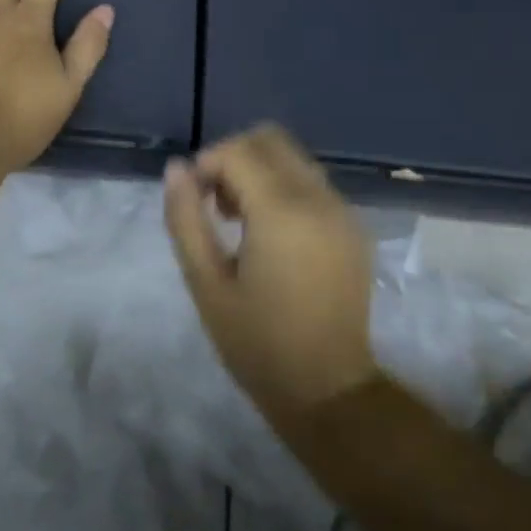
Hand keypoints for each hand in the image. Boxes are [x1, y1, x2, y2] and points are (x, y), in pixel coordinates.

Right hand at [163, 125, 376, 424]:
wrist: (327, 390)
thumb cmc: (256, 342)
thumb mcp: (205, 283)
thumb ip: (185, 218)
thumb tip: (176, 168)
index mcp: (282, 212)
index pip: (238, 151)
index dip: (207, 164)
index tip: (194, 200)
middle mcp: (319, 200)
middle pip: (270, 140)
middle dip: (234, 158)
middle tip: (215, 204)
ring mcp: (343, 212)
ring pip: (294, 158)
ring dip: (259, 171)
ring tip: (239, 220)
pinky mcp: (354, 228)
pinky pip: (313, 183)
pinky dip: (284, 188)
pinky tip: (271, 234)